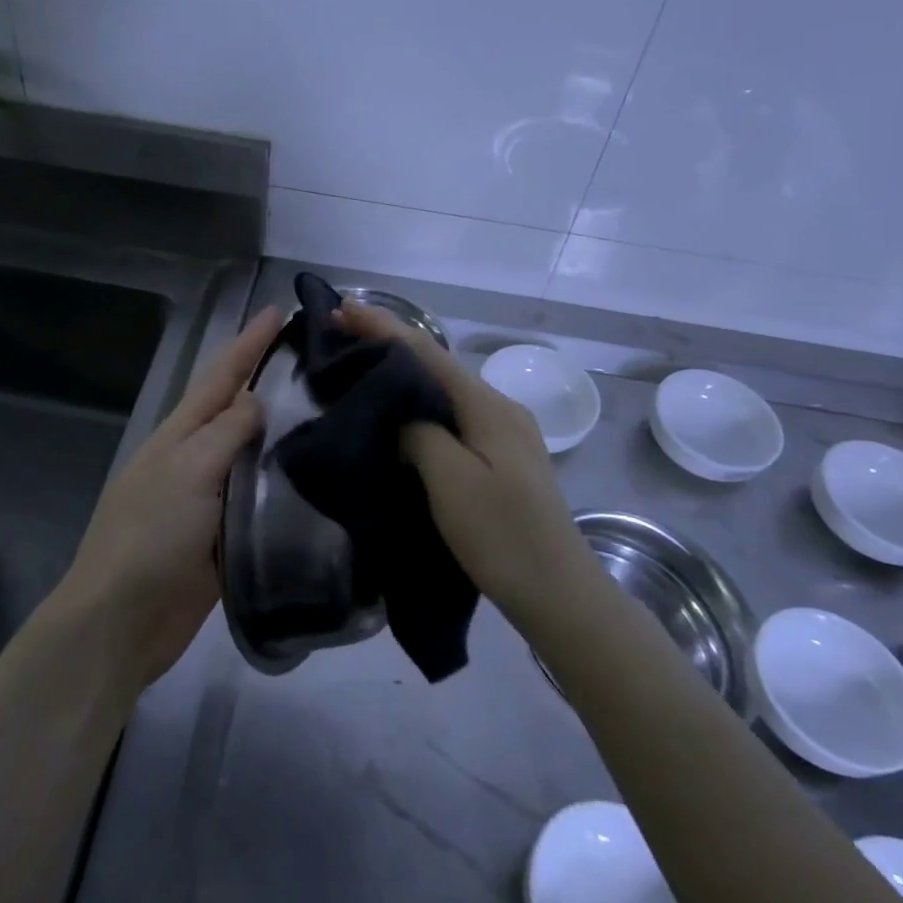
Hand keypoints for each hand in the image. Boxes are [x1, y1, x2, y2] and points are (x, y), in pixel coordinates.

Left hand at [55, 305, 283, 688]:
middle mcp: (195, 458)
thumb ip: (226, 432)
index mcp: (181, 434)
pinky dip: (281, 483)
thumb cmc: (151, 535)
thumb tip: (257, 402)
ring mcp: (209, 498)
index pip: (221, 376)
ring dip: (282, 431)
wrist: (123, 619)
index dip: (248, 343)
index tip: (278, 310)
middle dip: (269, 380)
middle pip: (237, 410)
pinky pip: (257, 498)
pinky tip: (313, 478)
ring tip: (327, 412)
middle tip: (318, 362)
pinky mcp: (224, 536)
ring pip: (251, 454)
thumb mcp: (189, 470)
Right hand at [338, 303, 585, 616]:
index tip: (343, 309)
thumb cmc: (503, 536)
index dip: (383, 327)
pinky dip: (419, 404)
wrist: (560, 594)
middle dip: (390, 344)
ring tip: (361, 368)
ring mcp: (504, 433)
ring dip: (403, 374)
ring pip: (443, 391)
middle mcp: (498, 408)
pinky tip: (400, 413)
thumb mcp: (452, 482)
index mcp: (487, 406)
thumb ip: (420, 434)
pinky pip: (452, 416)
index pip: (426, 352)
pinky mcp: (501, 458)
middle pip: (436, 365)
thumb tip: (400, 413)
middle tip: (343, 335)